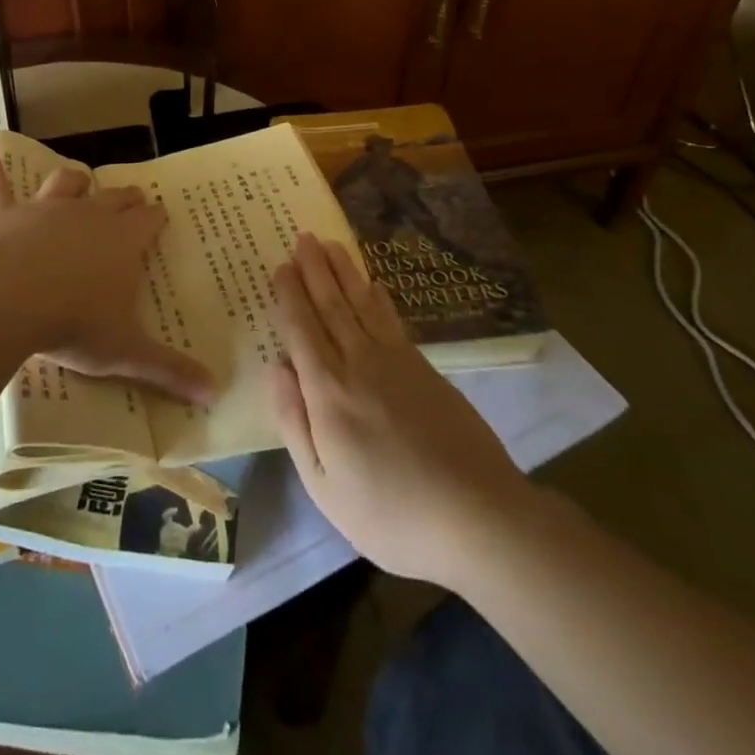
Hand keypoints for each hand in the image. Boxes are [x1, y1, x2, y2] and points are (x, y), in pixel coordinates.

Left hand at [0, 135, 216, 406]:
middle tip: (134, 198)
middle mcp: (88, 216)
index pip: (149, 221)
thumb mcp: (126, 352)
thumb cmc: (74, 323)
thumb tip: (216, 394)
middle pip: (115, 198)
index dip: (156, 218)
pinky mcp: (4, 213)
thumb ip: (169, 370)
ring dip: (74, 180)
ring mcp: (44, 209)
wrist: (8, 299)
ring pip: (66, 183)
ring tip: (79, 178)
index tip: (161, 216)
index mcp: (122, 242)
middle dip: (127, 198)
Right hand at [267, 233, 527, 586]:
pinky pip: (393, 320)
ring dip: (344, 272)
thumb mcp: (324, 487)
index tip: (280, 265)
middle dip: (314, 270)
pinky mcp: (426, 369)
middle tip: (303, 237)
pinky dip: (379, 297)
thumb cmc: (391, 514)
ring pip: (362, 304)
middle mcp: (359, 364)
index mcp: (328, 393)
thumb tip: (276, 369)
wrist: (479, 517)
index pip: (302, 330)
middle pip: (332, 306)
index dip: (289, 296)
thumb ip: (295, 424)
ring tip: (331, 244)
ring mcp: (397, 362)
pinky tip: (373, 284)